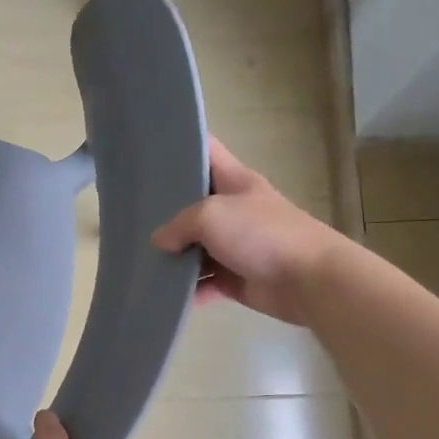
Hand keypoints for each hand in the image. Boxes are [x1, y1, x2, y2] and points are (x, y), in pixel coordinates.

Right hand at [152, 138, 347, 326]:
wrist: (308, 280)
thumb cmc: (261, 234)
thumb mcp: (211, 216)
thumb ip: (178, 225)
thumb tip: (160, 242)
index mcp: (235, 181)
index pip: (206, 151)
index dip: (181, 145)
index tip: (149, 149)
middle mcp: (235, 209)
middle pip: (195, 203)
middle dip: (166, 209)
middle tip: (129, 213)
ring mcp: (236, 245)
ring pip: (197, 247)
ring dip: (175, 256)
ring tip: (142, 259)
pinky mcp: (237, 278)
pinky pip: (206, 282)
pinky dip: (190, 288)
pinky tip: (167, 293)